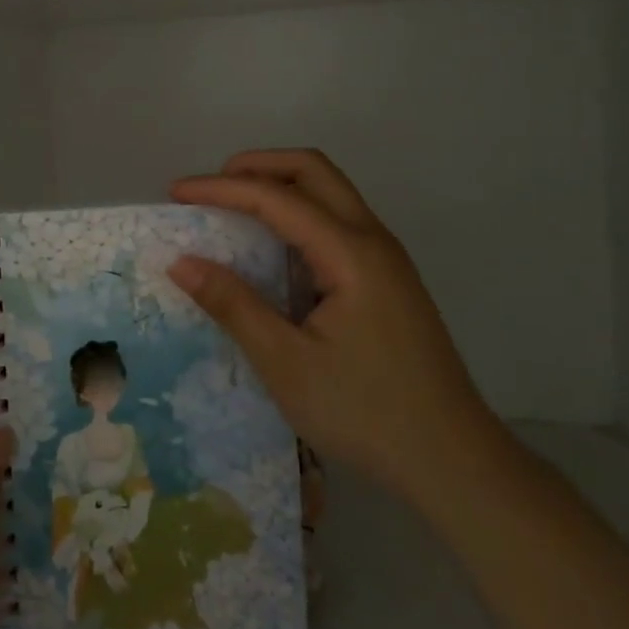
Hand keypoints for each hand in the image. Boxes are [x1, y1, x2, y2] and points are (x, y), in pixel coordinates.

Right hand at [168, 149, 497, 507]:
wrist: (453, 462)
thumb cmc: (365, 412)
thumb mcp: (286, 363)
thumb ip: (233, 305)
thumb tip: (181, 261)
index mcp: (350, 253)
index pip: (276, 197)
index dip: (220, 188)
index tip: (175, 193)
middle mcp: (373, 240)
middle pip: (313, 170)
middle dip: (256, 166)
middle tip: (211, 187)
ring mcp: (386, 259)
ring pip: (330, 193)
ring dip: (280, 187)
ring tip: (234, 209)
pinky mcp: (388, 280)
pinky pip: (338, 222)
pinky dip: (298, 215)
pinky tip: (274, 250)